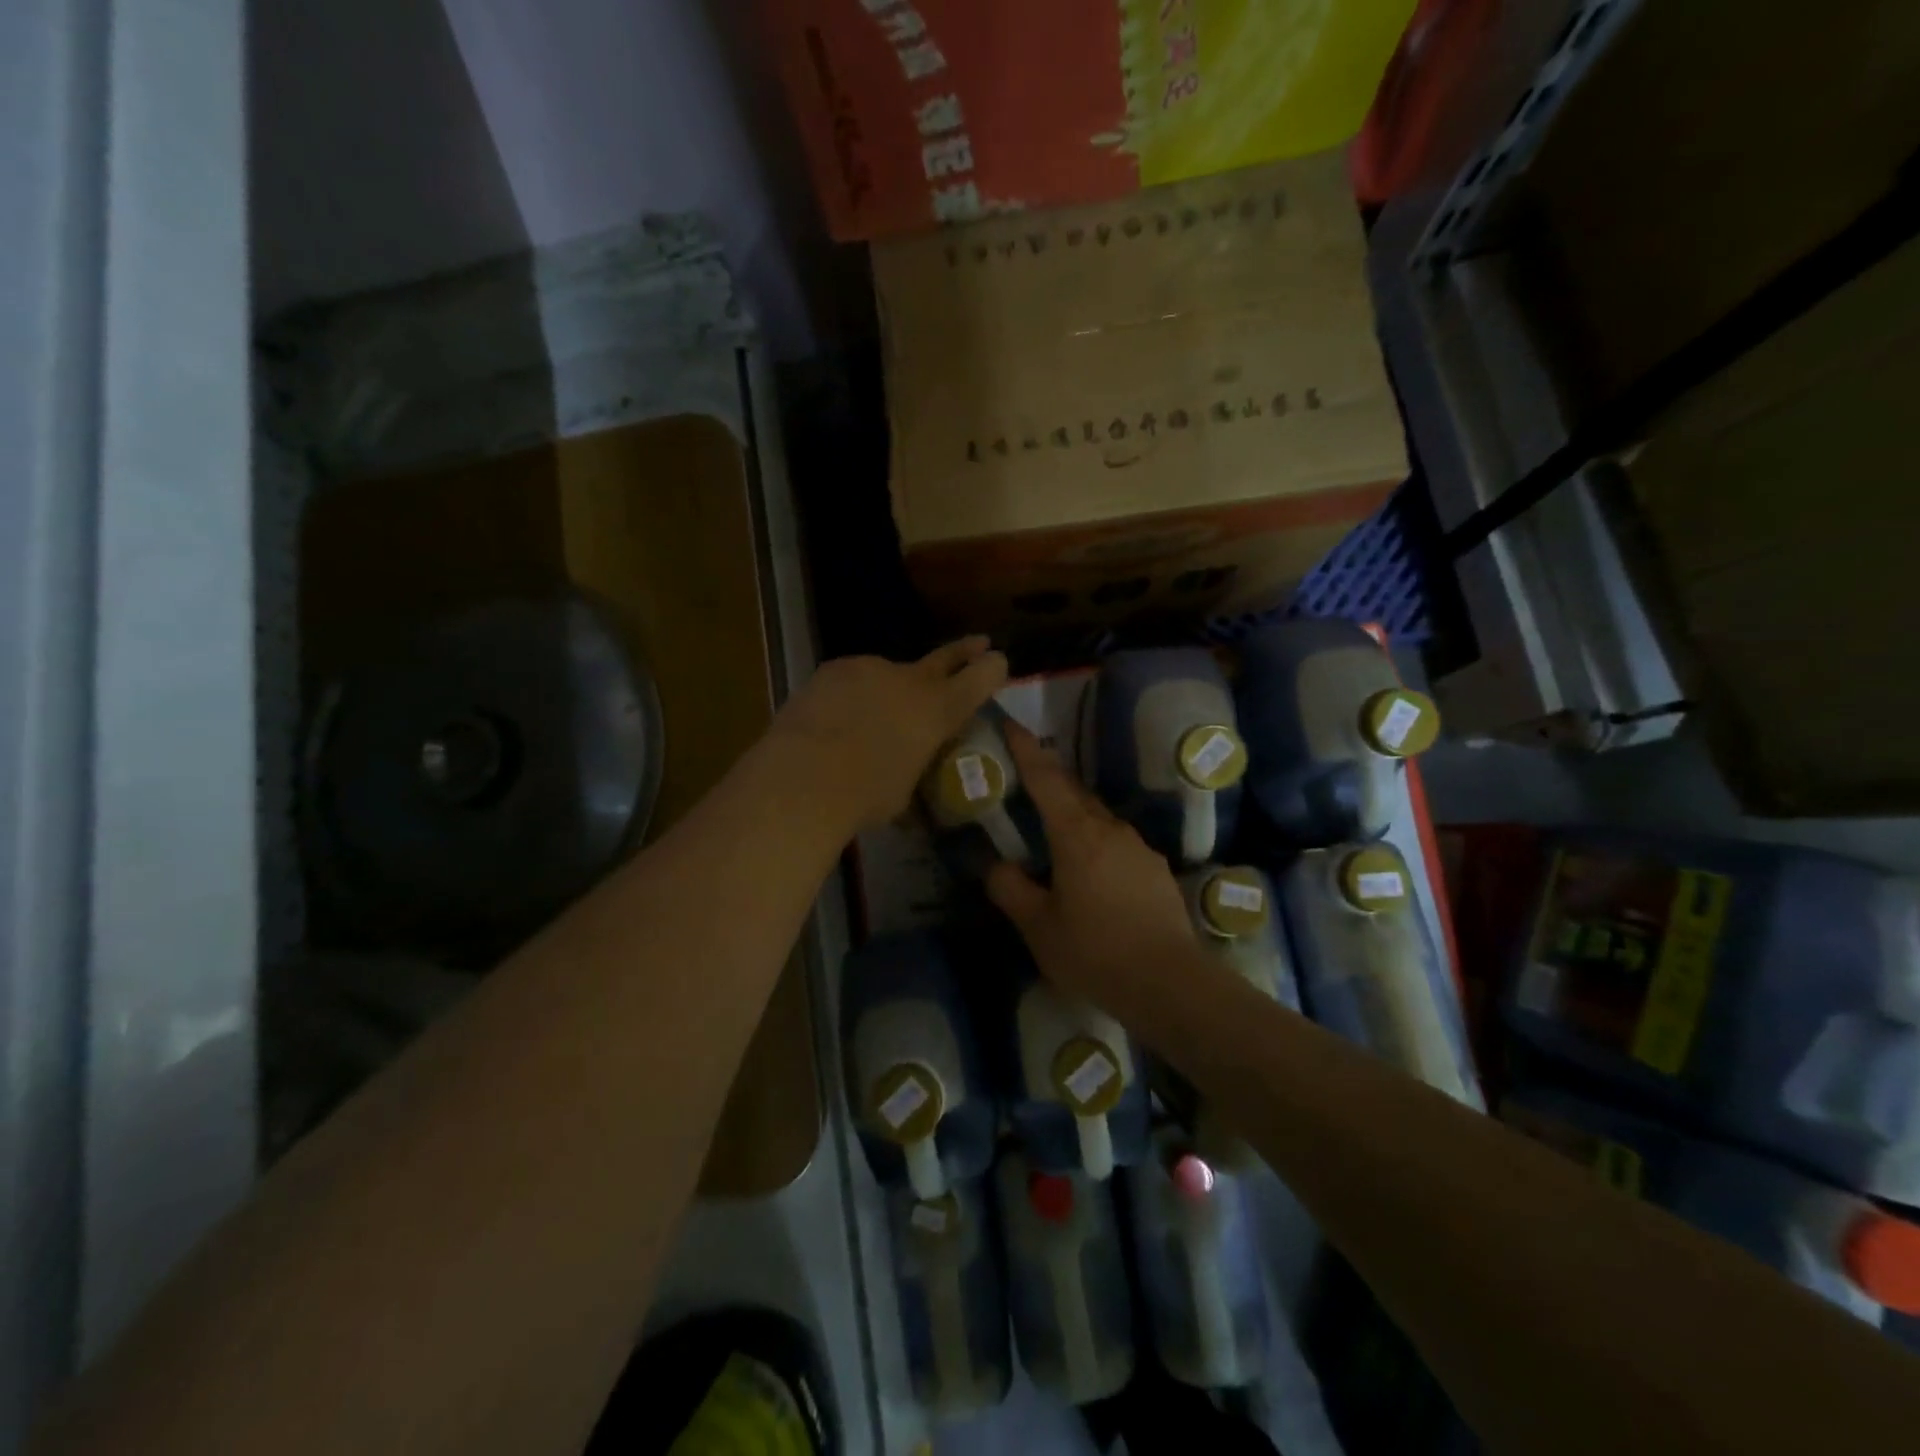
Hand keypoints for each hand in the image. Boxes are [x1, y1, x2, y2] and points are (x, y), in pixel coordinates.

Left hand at [769, 638, 1008, 832]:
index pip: (980, 678)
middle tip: (979, 642)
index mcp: (938, 710)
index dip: (992, 669)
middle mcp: (910, 681)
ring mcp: (870, 669)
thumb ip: (912, 771)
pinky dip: (851, 695)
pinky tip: (836, 718)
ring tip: (869, 719)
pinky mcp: (834, 670)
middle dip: (965, 651)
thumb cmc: (866, 795)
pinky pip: (852, 679)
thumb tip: (905, 781)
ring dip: (888, 690)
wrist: (804, 775)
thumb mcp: (903, 793)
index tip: (998, 661)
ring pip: (888, 674)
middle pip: (945, 658)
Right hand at [986, 721, 1200, 1011]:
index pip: (1046, 778)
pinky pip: (1117, 843)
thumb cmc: (1094, 952)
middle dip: (1048, 779)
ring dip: (1073, 815)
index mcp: (1076, 835)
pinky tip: (1090, 875)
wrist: (1169, 983)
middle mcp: (1109, 829)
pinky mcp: (1155, 870)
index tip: (1010, 723)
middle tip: (1024, 779)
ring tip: (1053, 835)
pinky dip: (1096, 844)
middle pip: (1074, 792)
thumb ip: (1011, 889)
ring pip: (1097, 818)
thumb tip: (997, 865)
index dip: (1026, 749)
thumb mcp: (1039, 927)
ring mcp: (1138, 848)